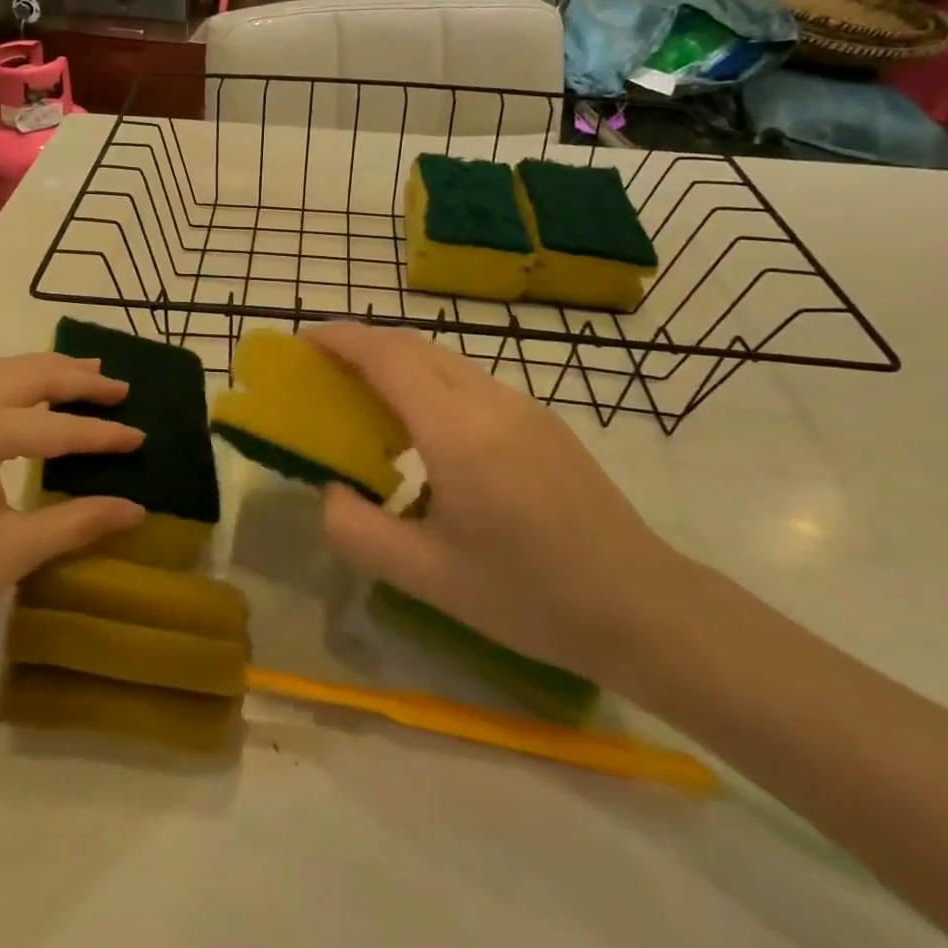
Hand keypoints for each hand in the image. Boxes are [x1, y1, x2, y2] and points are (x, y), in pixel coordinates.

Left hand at [0, 352, 145, 696]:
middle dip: (76, 378)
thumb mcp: (11, 553)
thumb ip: (77, 521)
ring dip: (43, 373)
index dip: (101, 434)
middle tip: (119, 387)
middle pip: (25, 375)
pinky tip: (27, 403)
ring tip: (85, 375)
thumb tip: (136, 509)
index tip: (141, 437)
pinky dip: (9, 388)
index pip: (54, 427)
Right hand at [309, 324, 683, 683]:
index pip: (388, 358)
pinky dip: (429, 381)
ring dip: (397, 361)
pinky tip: (423, 428)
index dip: (342, 340)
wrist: (642, 607)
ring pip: (445, 360)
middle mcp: (490, 401)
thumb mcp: (426, 577)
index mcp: (458, 433)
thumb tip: (331, 491)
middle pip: (414, 346)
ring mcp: (522, 405)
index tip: (304, 340)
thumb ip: (358, 530)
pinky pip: (470, 381)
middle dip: (363, 343)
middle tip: (323, 367)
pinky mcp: (542, 420)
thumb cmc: (529, 597)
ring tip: (365, 395)